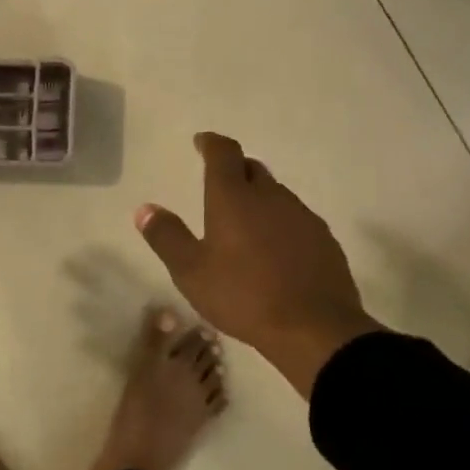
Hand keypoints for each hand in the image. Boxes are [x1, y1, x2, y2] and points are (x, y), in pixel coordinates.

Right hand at [135, 133, 379, 397]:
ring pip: (276, 194)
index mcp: (234, 198)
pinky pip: (296, 219)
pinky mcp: (323, 238)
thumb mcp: (191, 272)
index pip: (223, 153)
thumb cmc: (243, 296)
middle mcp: (270, 197)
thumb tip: (145, 208)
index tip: (201, 141)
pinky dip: (280, 223)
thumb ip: (167, 237)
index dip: (211, 143)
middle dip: (234, 170)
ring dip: (258, 198)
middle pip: (252, 169)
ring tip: (245, 223)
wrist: (314, 327)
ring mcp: (302, 216)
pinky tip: (275, 250)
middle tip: (219, 184)